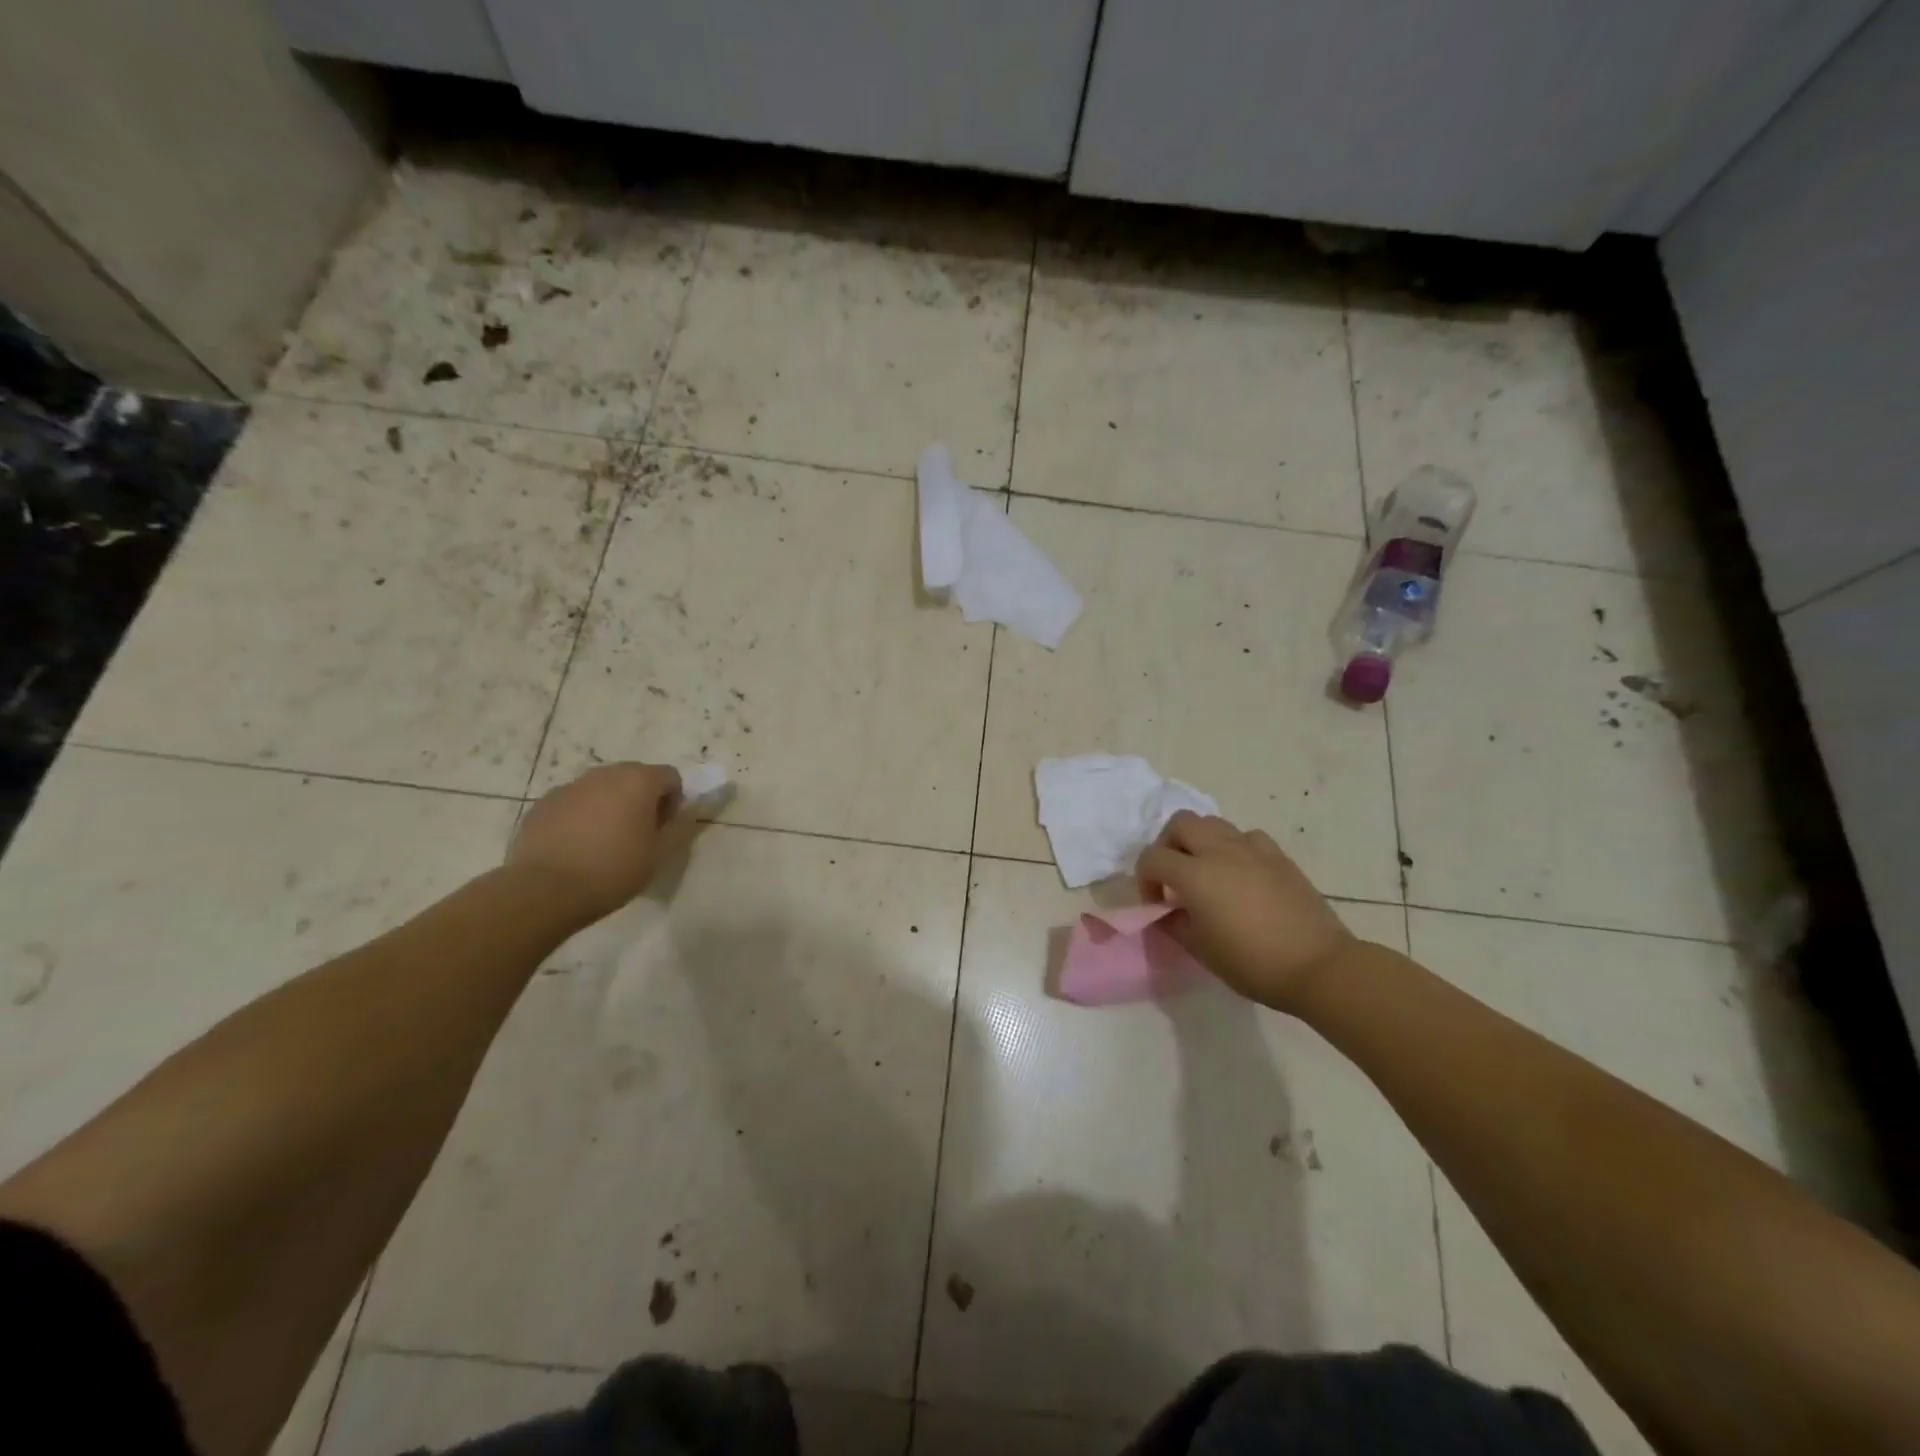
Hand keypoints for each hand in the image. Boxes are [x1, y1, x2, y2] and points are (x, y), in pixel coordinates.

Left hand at [508, 763, 696, 925]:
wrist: (544, 891)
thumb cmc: (613, 870)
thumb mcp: (659, 855)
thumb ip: (678, 828)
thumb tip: (685, 814)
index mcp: (638, 781)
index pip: (670, 776)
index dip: (673, 801)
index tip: (663, 829)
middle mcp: (604, 774)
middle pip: (634, 776)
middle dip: (641, 799)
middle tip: (638, 834)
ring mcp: (569, 787)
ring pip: (601, 788)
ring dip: (610, 806)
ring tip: (604, 842)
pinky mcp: (542, 804)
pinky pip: (573, 803)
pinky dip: (581, 816)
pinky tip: (576, 848)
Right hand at [1137, 811, 1357, 1012]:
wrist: (1318, 966)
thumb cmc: (1252, 963)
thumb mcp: (1200, 950)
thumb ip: (1173, 924)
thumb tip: (1165, 912)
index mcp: (1194, 875)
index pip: (1152, 858)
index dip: (1144, 879)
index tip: (1156, 904)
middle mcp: (1219, 851)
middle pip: (1180, 823)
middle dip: (1168, 845)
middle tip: (1174, 876)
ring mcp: (1252, 849)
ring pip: (1213, 823)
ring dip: (1199, 842)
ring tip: (1206, 873)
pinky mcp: (1278, 856)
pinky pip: (1246, 836)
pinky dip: (1234, 847)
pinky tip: (1241, 874)